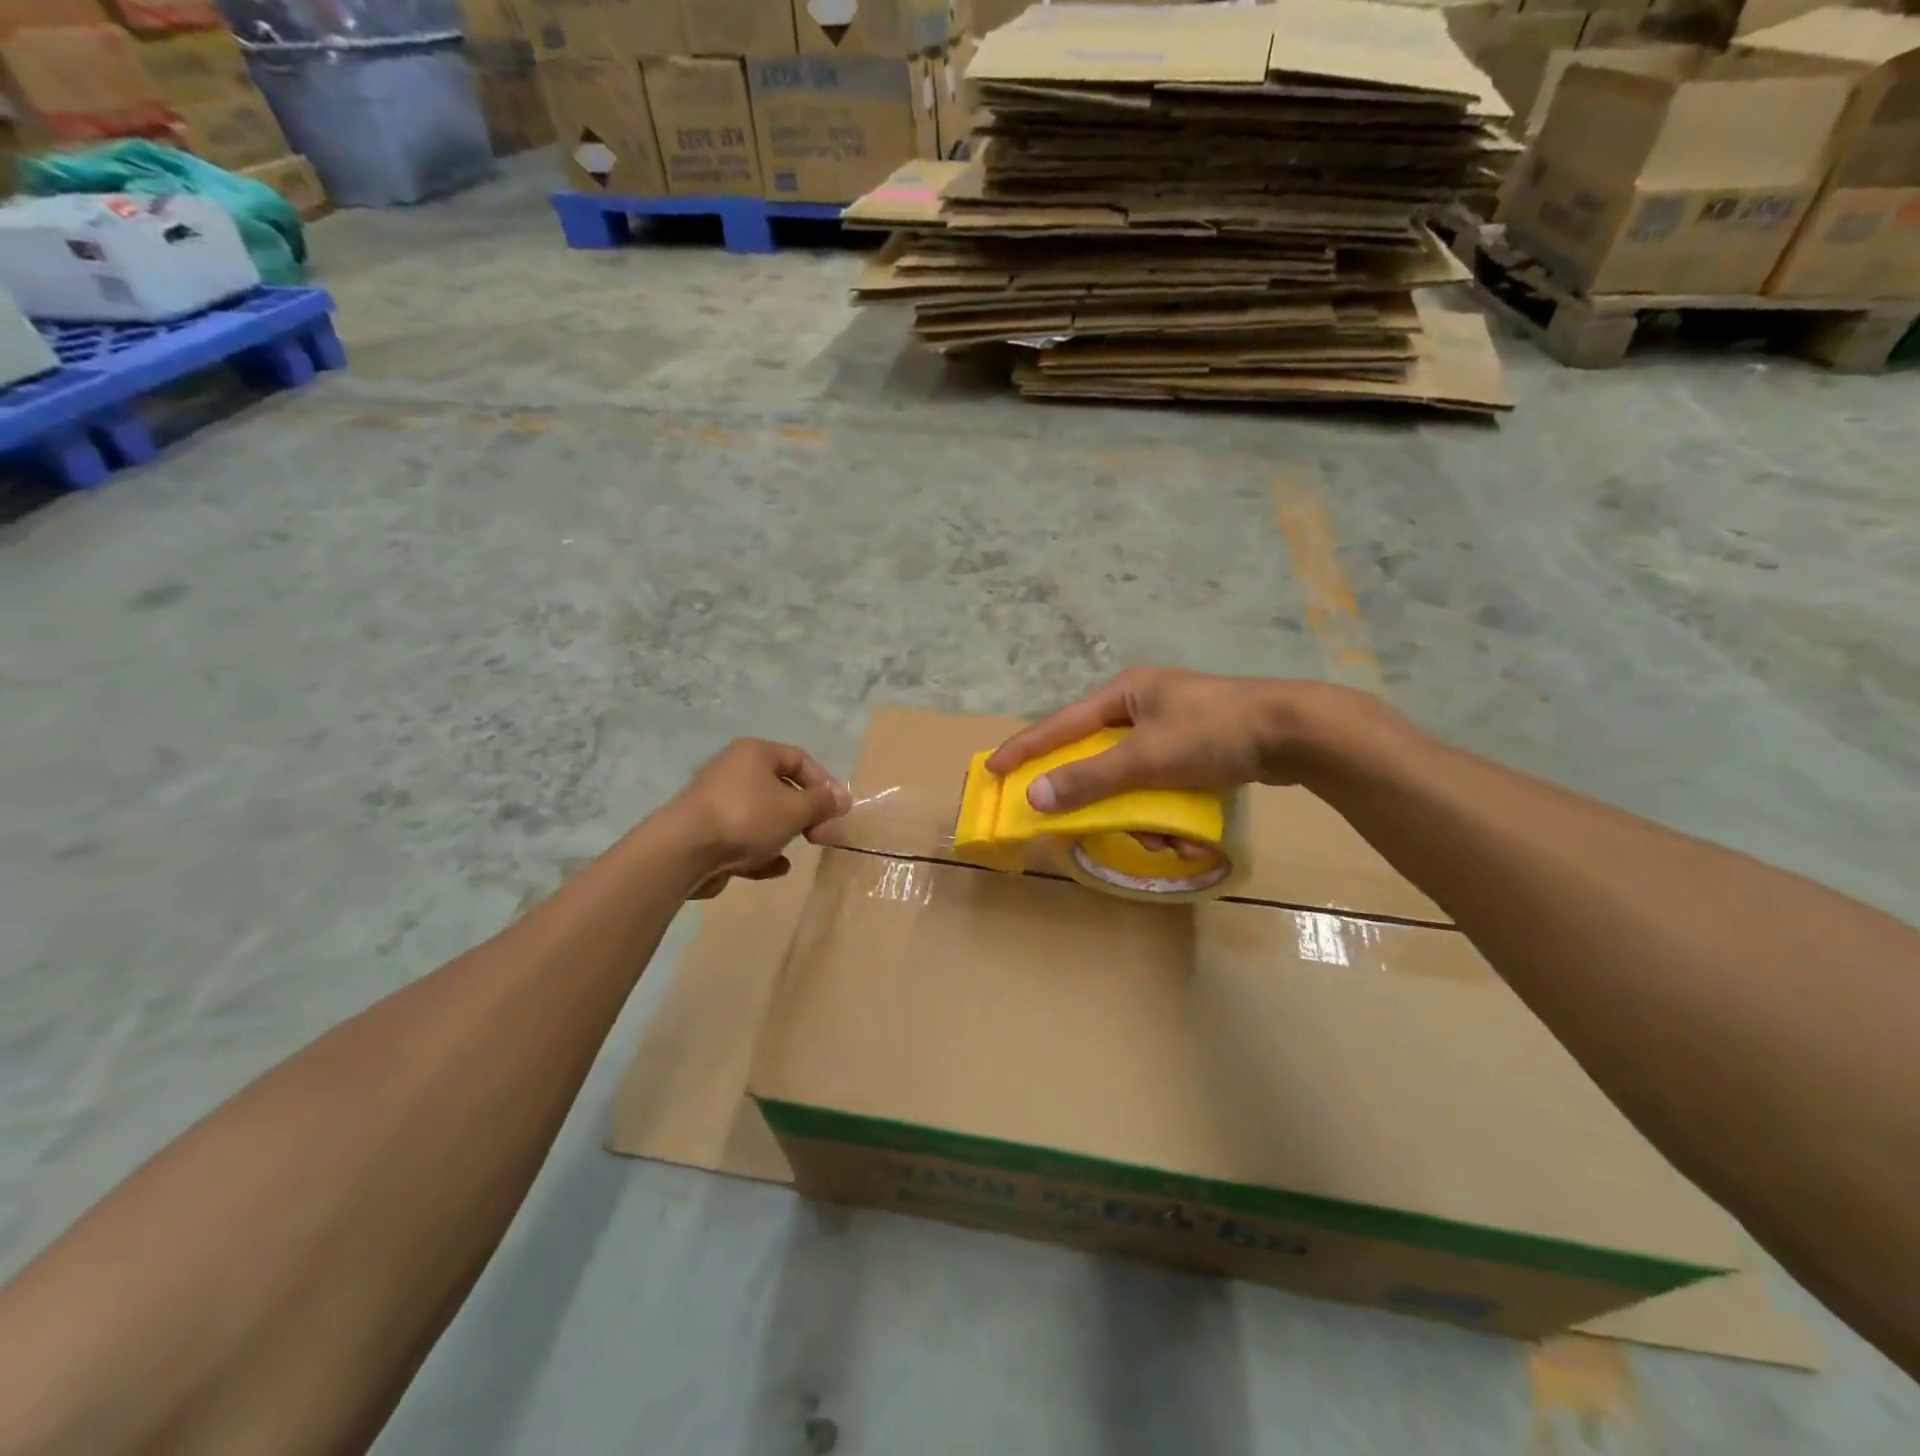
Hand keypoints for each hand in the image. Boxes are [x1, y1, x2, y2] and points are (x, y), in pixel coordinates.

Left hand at [668, 739, 851, 899]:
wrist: (683, 851)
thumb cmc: (746, 818)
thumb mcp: (795, 809)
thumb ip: (822, 803)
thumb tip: (842, 799)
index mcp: (754, 753)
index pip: (800, 759)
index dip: (825, 783)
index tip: (839, 809)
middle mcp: (734, 770)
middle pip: (781, 788)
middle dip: (806, 813)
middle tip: (821, 835)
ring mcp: (717, 802)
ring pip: (762, 815)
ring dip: (783, 833)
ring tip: (797, 850)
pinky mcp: (706, 832)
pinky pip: (743, 838)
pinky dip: (761, 851)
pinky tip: (774, 868)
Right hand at [985, 668, 1395, 814]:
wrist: (1297, 732)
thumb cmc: (1214, 733)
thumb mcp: (1146, 758)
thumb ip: (1089, 778)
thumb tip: (1034, 797)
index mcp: (1125, 692)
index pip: (1061, 723)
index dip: (1026, 748)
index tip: (993, 768)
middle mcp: (1143, 703)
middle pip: (1098, 753)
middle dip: (1097, 794)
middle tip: (1083, 819)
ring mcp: (1173, 724)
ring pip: (1133, 775)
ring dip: (1141, 812)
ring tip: (1165, 839)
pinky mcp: (1198, 746)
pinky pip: (1162, 782)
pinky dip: (1167, 809)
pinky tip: (1186, 834)